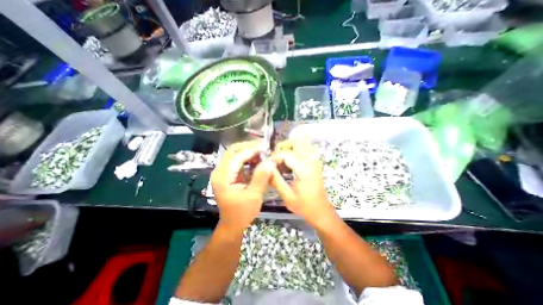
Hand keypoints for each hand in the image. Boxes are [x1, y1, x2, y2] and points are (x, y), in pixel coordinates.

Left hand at [210, 140, 273, 232]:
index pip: (237, 157)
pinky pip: (236, 161)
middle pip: (232, 151)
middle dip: (248, 147)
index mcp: (222, 177)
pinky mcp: (226, 175)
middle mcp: (219, 172)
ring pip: (234, 154)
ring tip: (262, 151)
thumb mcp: (254, 196)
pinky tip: (256, 159)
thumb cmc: (242, 213)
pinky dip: (246, 158)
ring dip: (248, 151)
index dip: (251, 150)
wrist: (232, 224)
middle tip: (263, 146)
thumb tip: (270, 161)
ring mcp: (222, 172)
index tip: (265, 146)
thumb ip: (261, 177)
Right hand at [270, 137, 337, 226]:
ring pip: (302, 143)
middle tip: (274, 159)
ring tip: (281, 158)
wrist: (321, 211)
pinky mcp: (315, 162)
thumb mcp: (287, 196)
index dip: (275, 157)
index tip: (267, 164)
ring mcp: (315, 160)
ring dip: (289, 147)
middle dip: (282, 147)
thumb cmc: (304, 206)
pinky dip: (297, 149)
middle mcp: (311, 161)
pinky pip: (306, 149)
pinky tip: (291, 159)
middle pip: (295, 143)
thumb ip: (276, 180)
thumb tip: (266, 168)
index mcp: (304, 169)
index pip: (286, 154)